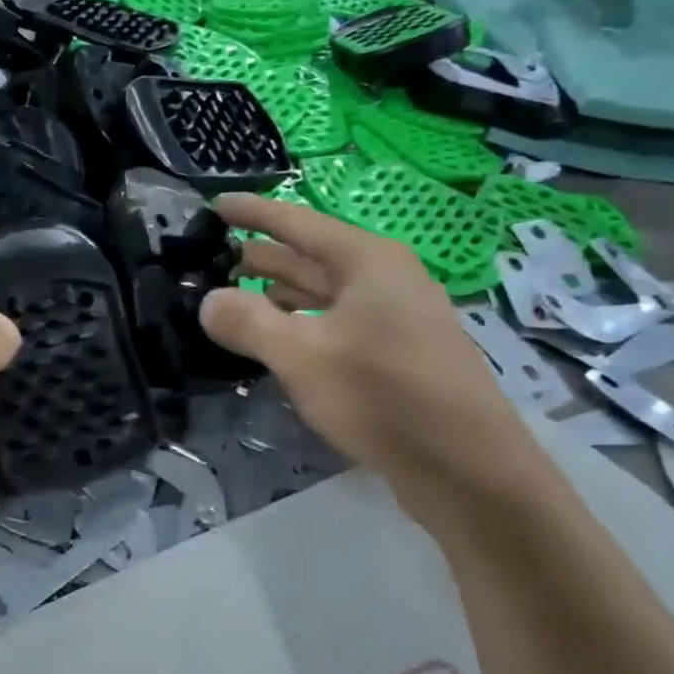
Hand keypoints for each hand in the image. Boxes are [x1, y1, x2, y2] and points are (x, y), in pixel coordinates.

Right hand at [199, 195, 530, 493]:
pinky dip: (299, 325)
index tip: (214, 206)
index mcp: (367, 261)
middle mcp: (382, 279)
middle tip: (209, 261)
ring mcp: (392, 318)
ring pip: (321, 294)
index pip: (297, 222)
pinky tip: (273, 341)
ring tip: (230, 299)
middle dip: (259, 257)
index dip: (254, 212)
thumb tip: (208, 301)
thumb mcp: (302, 356)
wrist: (466, 467)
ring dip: (276, 294)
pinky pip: (333, 324)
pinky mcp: (393, 355)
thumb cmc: (383, 396)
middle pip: (309, 258)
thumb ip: (247, 322)